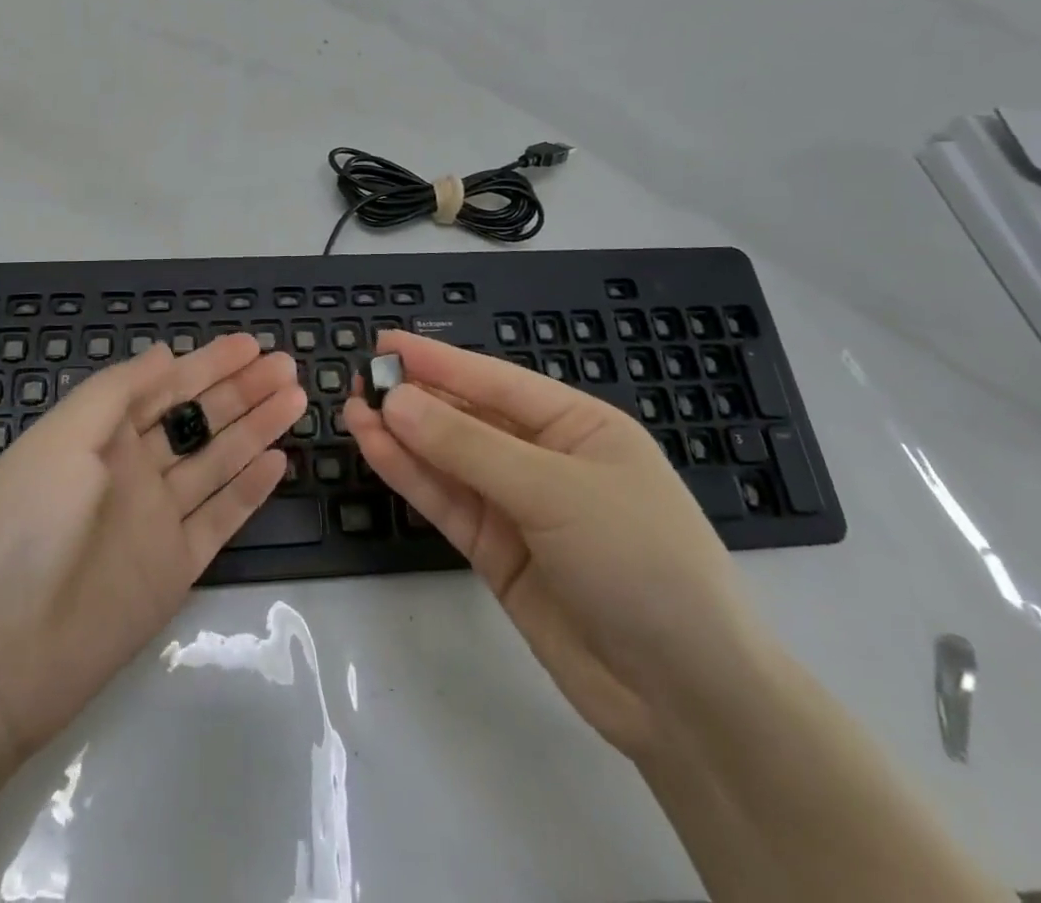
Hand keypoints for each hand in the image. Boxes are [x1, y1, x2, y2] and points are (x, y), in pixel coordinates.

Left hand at [0, 332, 305, 759]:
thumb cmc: (25, 523)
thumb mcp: (62, 437)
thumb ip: (117, 392)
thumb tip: (165, 354)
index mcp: (103, 436)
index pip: (166, 388)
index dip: (209, 364)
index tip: (251, 344)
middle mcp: (134, 471)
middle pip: (199, 421)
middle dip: (242, 391)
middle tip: (287, 366)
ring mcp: (157, 520)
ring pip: (219, 462)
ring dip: (256, 429)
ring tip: (296, 399)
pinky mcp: (174, 568)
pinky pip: (220, 519)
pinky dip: (250, 490)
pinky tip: (279, 461)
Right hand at [344, 332, 762, 759]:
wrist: (687, 700)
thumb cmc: (639, 562)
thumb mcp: (556, 491)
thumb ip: (469, 447)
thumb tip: (396, 400)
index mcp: (578, 426)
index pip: (494, 381)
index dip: (438, 360)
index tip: (384, 341)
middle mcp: (545, 460)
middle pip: (467, 419)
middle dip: (415, 398)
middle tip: (359, 378)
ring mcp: (519, 508)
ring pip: (448, 461)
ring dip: (402, 436)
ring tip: (352, 410)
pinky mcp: (497, 553)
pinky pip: (447, 503)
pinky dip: (411, 477)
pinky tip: (375, 450)